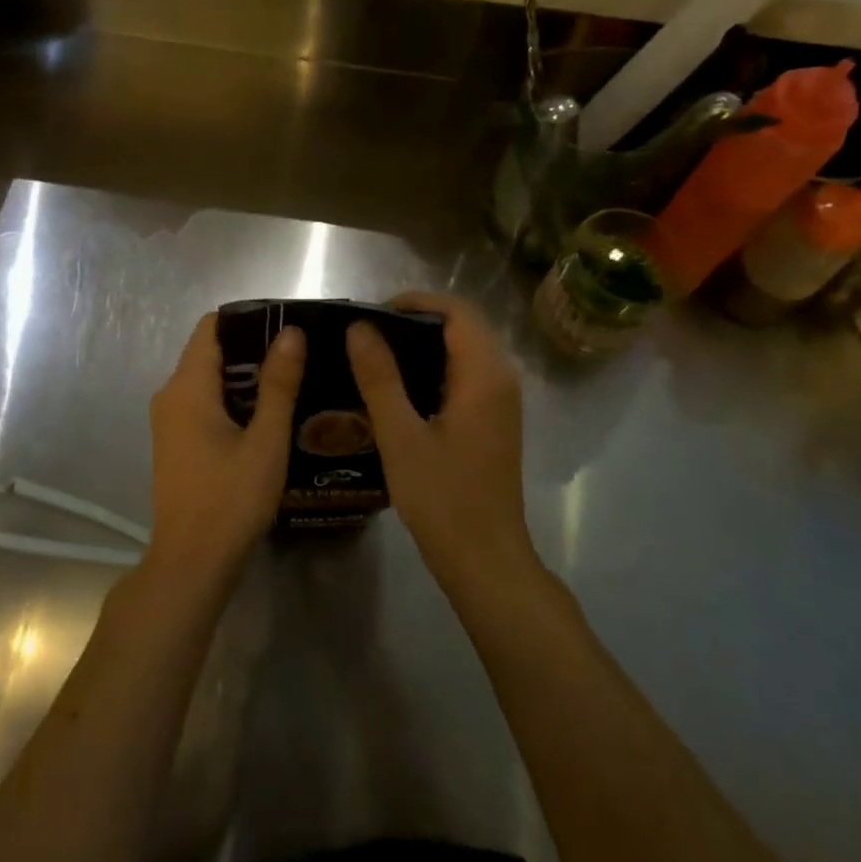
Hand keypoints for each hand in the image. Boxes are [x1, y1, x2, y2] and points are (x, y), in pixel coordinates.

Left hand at [147, 313, 304, 583]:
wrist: (192, 562)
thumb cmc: (231, 499)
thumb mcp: (265, 441)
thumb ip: (278, 384)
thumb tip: (291, 333)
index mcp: (187, 386)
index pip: (212, 327)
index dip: (248, 319)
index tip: (286, 325)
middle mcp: (170, 394)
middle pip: (210, 351)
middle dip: (253, 348)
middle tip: (299, 355)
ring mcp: (169, 420)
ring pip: (208, 379)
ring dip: (245, 377)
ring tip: (291, 380)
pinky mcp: (175, 441)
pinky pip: (203, 403)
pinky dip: (232, 400)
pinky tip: (267, 414)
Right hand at [347, 293, 536, 592]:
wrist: (485, 559)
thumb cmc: (443, 498)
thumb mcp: (401, 436)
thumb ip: (380, 378)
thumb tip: (359, 328)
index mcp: (484, 375)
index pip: (456, 311)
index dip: (415, 302)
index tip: (371, 313)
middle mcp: (501, 379)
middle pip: (463, 327)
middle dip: (416, 321)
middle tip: (366, 335)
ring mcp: (501, 402)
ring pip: (465, 352)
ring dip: (424, 345)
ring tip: (375, 356)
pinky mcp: (494, 421)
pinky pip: (466, 376)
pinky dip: (434, 369)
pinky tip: (399, 389)